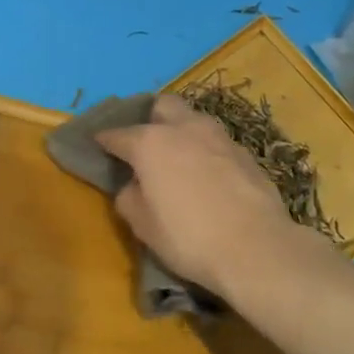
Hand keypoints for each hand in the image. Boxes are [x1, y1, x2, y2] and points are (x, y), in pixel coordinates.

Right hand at [95, 95, 305, 303]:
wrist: (256, 247)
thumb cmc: (189, 237)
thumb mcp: (142, 225)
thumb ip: (129, 197)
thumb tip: (133, 185)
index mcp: (150, 142)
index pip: (117, 134)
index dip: (104, 140)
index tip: (98, 145)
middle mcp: (184, 128)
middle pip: (162, 105)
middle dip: (150, 117)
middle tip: (145, 143)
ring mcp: (219, 137)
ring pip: (194, 119)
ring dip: (182, 131)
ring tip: (179, 158)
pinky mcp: (245, 153)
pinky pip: (216, 142)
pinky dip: (206, 151)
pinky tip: (208, 175)